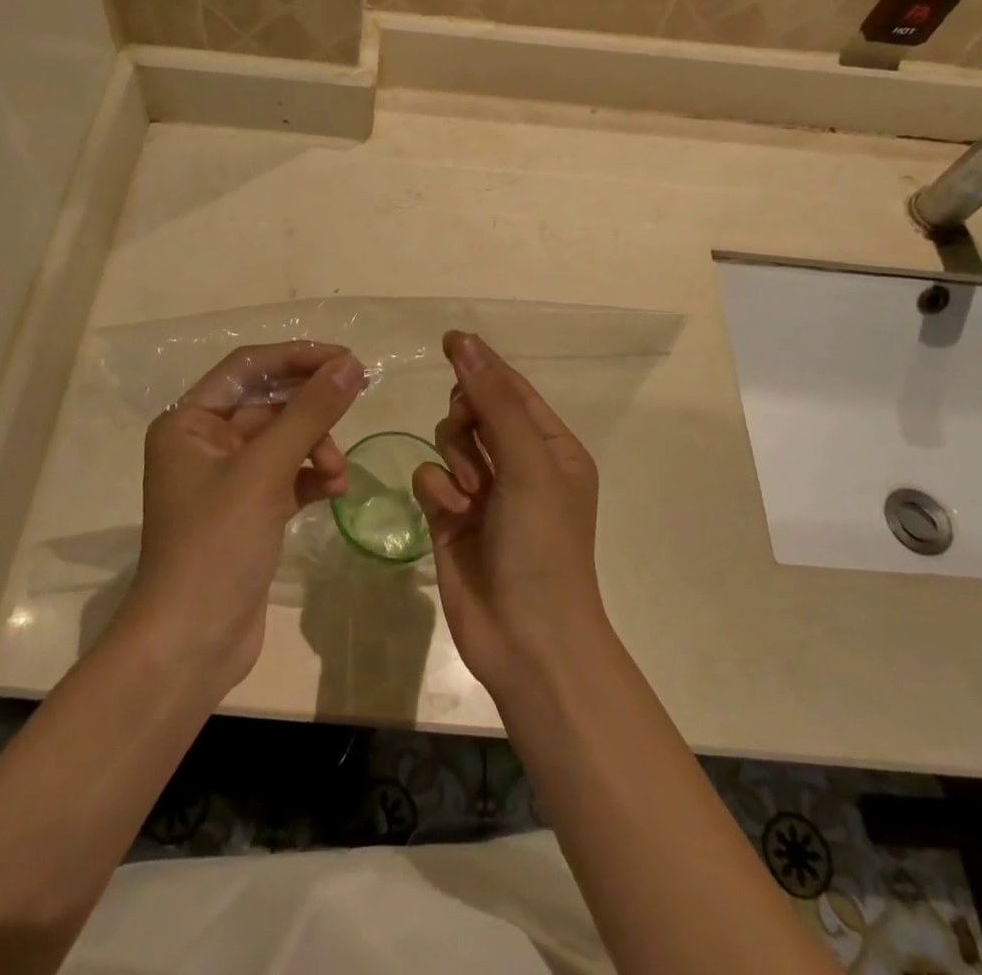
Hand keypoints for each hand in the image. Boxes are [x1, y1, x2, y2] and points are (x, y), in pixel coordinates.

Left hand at [120, 342, 365, 694]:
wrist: (191, 643)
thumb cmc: (216, 545)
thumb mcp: (265, 471)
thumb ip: (310, 413)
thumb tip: (350, 364)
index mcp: (188, 422)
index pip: (248, 367)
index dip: (297, 357)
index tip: (346, 358)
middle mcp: (202, 442)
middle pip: (268, 403)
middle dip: (312, 410)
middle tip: (358, 400)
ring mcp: (225, 479)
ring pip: (282, 441)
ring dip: (316, 448)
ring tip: (340, 474)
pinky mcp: (246, 511)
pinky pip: (286, 475)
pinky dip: (312, 476)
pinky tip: (335, 490)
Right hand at [412, 331, 605, 694]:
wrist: (528, 640)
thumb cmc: (543, 545)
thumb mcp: (528, 464)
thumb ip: (494, 401)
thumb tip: (464, 342)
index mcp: (551, 447)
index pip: (512, 389)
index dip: (482, 364)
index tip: (449, 340)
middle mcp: (518, 464)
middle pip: (475, 410)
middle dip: (466, 421)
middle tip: (472, 441)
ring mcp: (483, 492)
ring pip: (448, 441)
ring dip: (455, 459)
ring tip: (470, 494)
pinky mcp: (451, 518)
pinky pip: (430, 477)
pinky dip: (437, 490)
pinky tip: (450, 515)